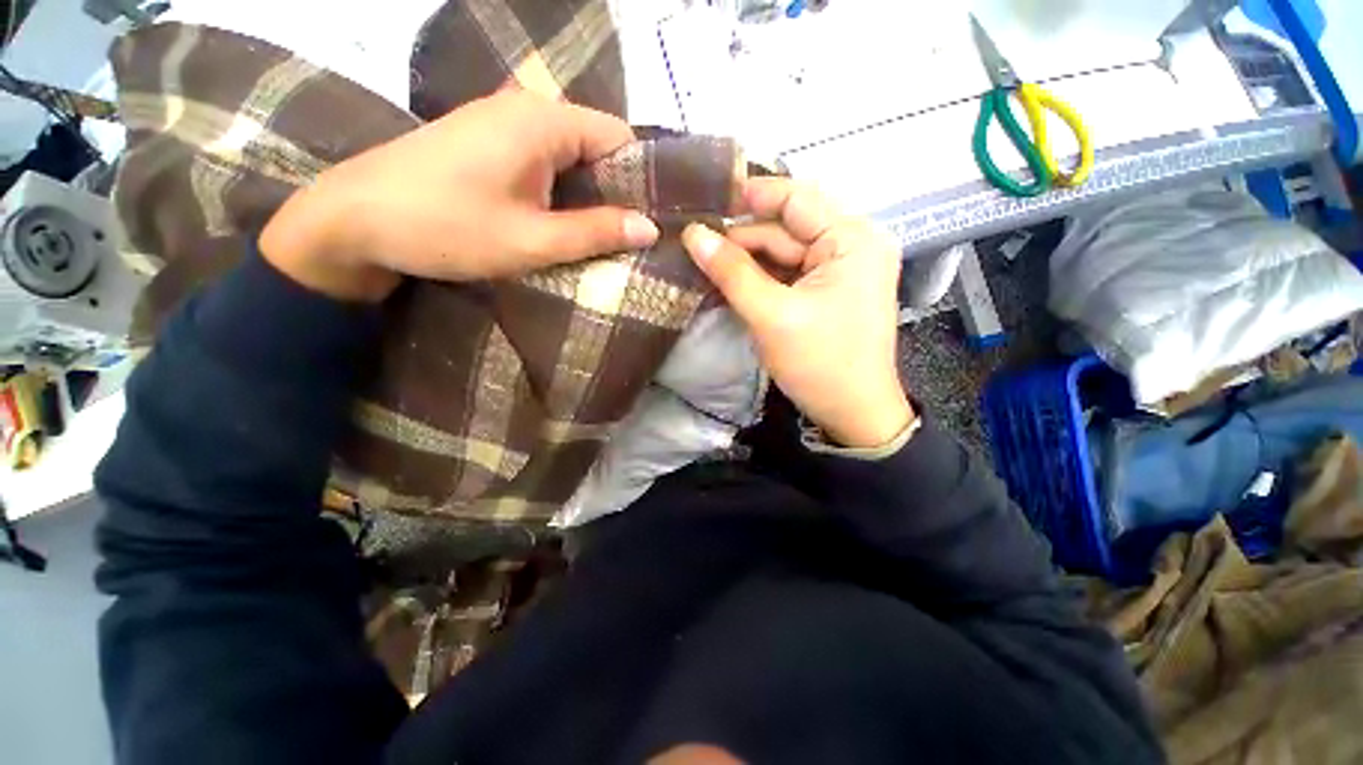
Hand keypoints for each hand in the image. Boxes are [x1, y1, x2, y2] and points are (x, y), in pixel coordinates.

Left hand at [260, 91, 661, 301]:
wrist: (352, 222)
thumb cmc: (446, 228)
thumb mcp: (533, 240)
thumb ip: (596, 232)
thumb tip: (651, 229)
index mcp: (544, 121)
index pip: (619, 137)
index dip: (642, 179)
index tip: (652, 221)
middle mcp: (527, 110)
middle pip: (596, 146)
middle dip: (616, 192)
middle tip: (629, 239)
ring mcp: (502, 124)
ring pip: (570, 157)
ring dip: (588, 196)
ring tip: (601, 238)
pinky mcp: (486, 144)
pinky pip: (542, 162)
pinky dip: (560, 193)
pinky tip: (561, 223)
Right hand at [681, 178, 913, 448]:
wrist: (853, 415)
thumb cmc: (820, 363)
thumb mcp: (771, 315)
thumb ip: (732, 271)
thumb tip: (692, 234)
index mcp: (851, 239)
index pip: (795, 198)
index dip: (748, 196)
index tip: (703, 201)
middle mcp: (850, 245)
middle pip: (785, 229)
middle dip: (740, 239)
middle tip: (692, 244)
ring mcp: (838, 270)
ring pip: (782, 254)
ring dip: (745, 261)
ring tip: (702, 263)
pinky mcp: (826, 292)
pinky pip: (786, 275)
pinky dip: (758, 279)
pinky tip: (728, 282)